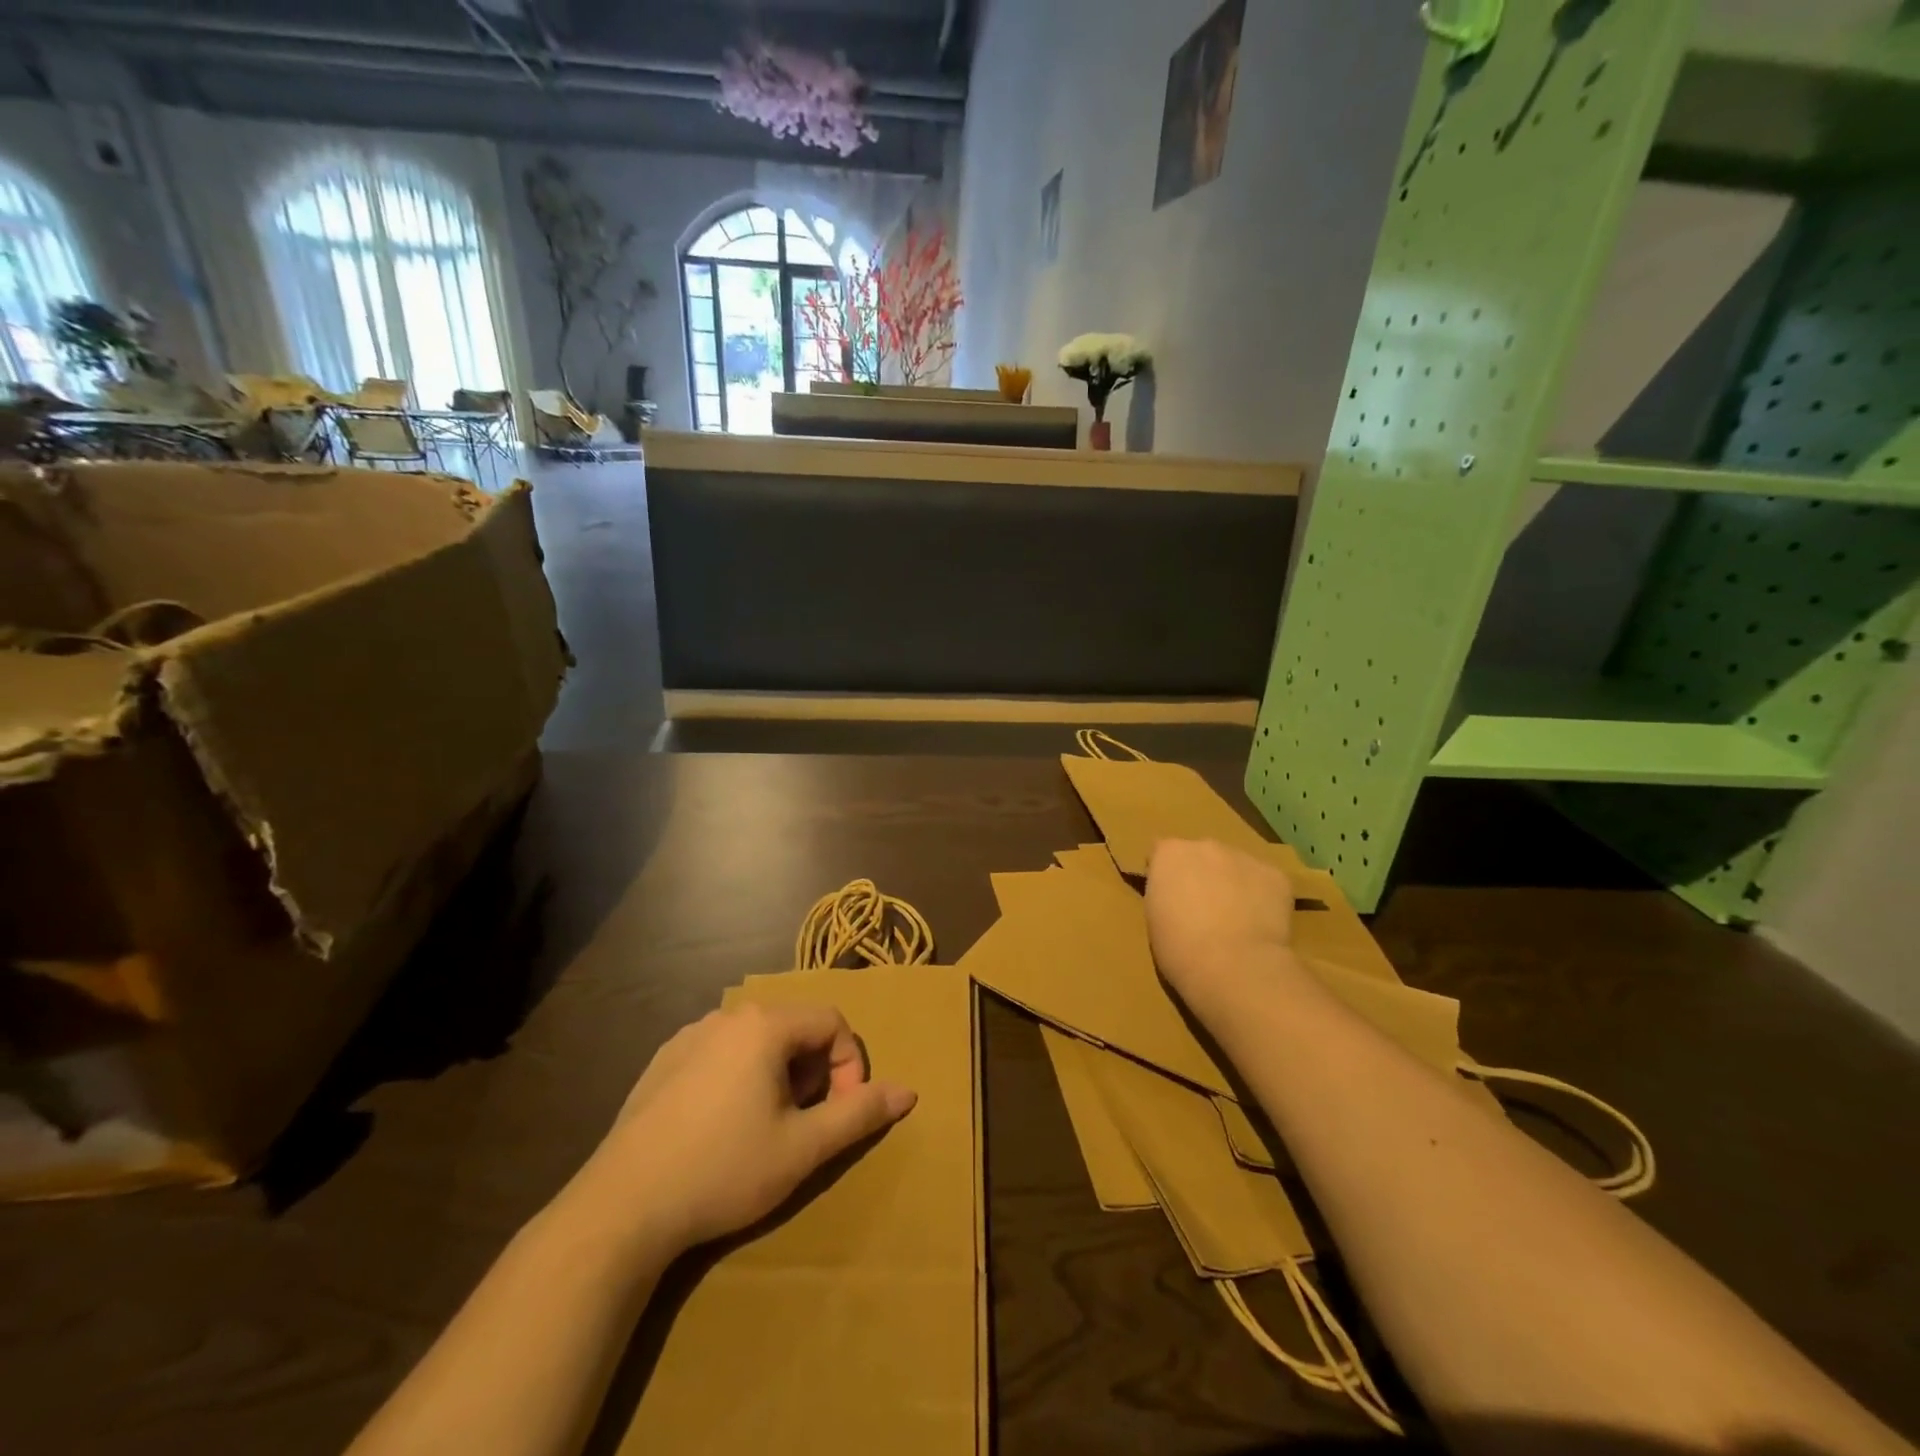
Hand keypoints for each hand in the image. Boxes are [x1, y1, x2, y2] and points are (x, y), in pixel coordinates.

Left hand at [571, 1001, 916, 1256]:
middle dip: (813, 1072)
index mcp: (764, 1025)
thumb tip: (909, 1092)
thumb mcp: (802, 1148)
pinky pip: (720, 1053)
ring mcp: (689, 1035)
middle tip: (803, 1124)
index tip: (840, 1114)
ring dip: (778, 1075)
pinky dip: (739, 1078)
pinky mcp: (662, 1060)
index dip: (850, 1065)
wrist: (621, 1208)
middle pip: (795, 1028)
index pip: (832, 1022)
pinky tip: (720, 1127)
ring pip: (757, 1041)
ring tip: (766, 1127)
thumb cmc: (723, 1170)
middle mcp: (727, 1015)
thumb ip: (859, 1114)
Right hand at [1144, 838, 1299, 1007]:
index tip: (1170, 897)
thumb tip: (1178, 895)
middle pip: (1202, 855)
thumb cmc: (1180, 949)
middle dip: (1202, 874)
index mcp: (1170, 853)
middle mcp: (1206, 845)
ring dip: (1233, 884)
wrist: (1234, 967)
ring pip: (1236, 867)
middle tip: (1204, 909)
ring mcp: (1244, 857)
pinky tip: (1260, 925)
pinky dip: (1263, 898)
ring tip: (1237, 920)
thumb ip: (1165, 894)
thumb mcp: (1154, 917)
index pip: (1162, 852)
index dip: (1166, 874)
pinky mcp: (1276, 876)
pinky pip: (1265, 882)